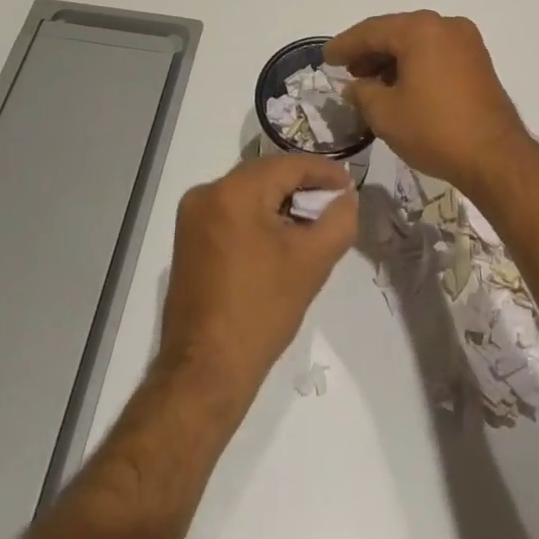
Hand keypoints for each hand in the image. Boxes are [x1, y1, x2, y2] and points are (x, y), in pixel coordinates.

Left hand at [157, 155, 355, 407]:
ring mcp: (192, 216)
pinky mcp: (188, 239)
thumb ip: (339, 219)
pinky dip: (259, 216)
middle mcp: (207, 193)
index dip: (325, 172)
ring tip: (313, 221)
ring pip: (250, 192)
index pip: (289, 164)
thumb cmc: (261, 312)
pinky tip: (281, 237)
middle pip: (267, 175)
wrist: (205, 374)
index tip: (350, 186)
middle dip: (303, 186)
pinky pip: (232, 211)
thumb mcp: (313, 262)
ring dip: (282, 202)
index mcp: (234, 192)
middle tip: (335, 203)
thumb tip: (345, 197)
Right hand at [325, 11, 533, 192]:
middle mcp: (445, 25)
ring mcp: (466, 41)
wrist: (495, 156)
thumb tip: (356, 86)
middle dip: (369, 50)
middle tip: (346, 70)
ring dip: (392, 58)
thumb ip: (362, 92)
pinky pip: (436, 52)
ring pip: (417, 42)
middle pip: (396, 32)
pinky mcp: (477, 60)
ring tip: (369, 82)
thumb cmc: (435, 130)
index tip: (326, 58)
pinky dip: (415, 63)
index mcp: (421, 29)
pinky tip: (399, 85)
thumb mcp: (386, 114)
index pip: (372, 30)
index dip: (345, 45)